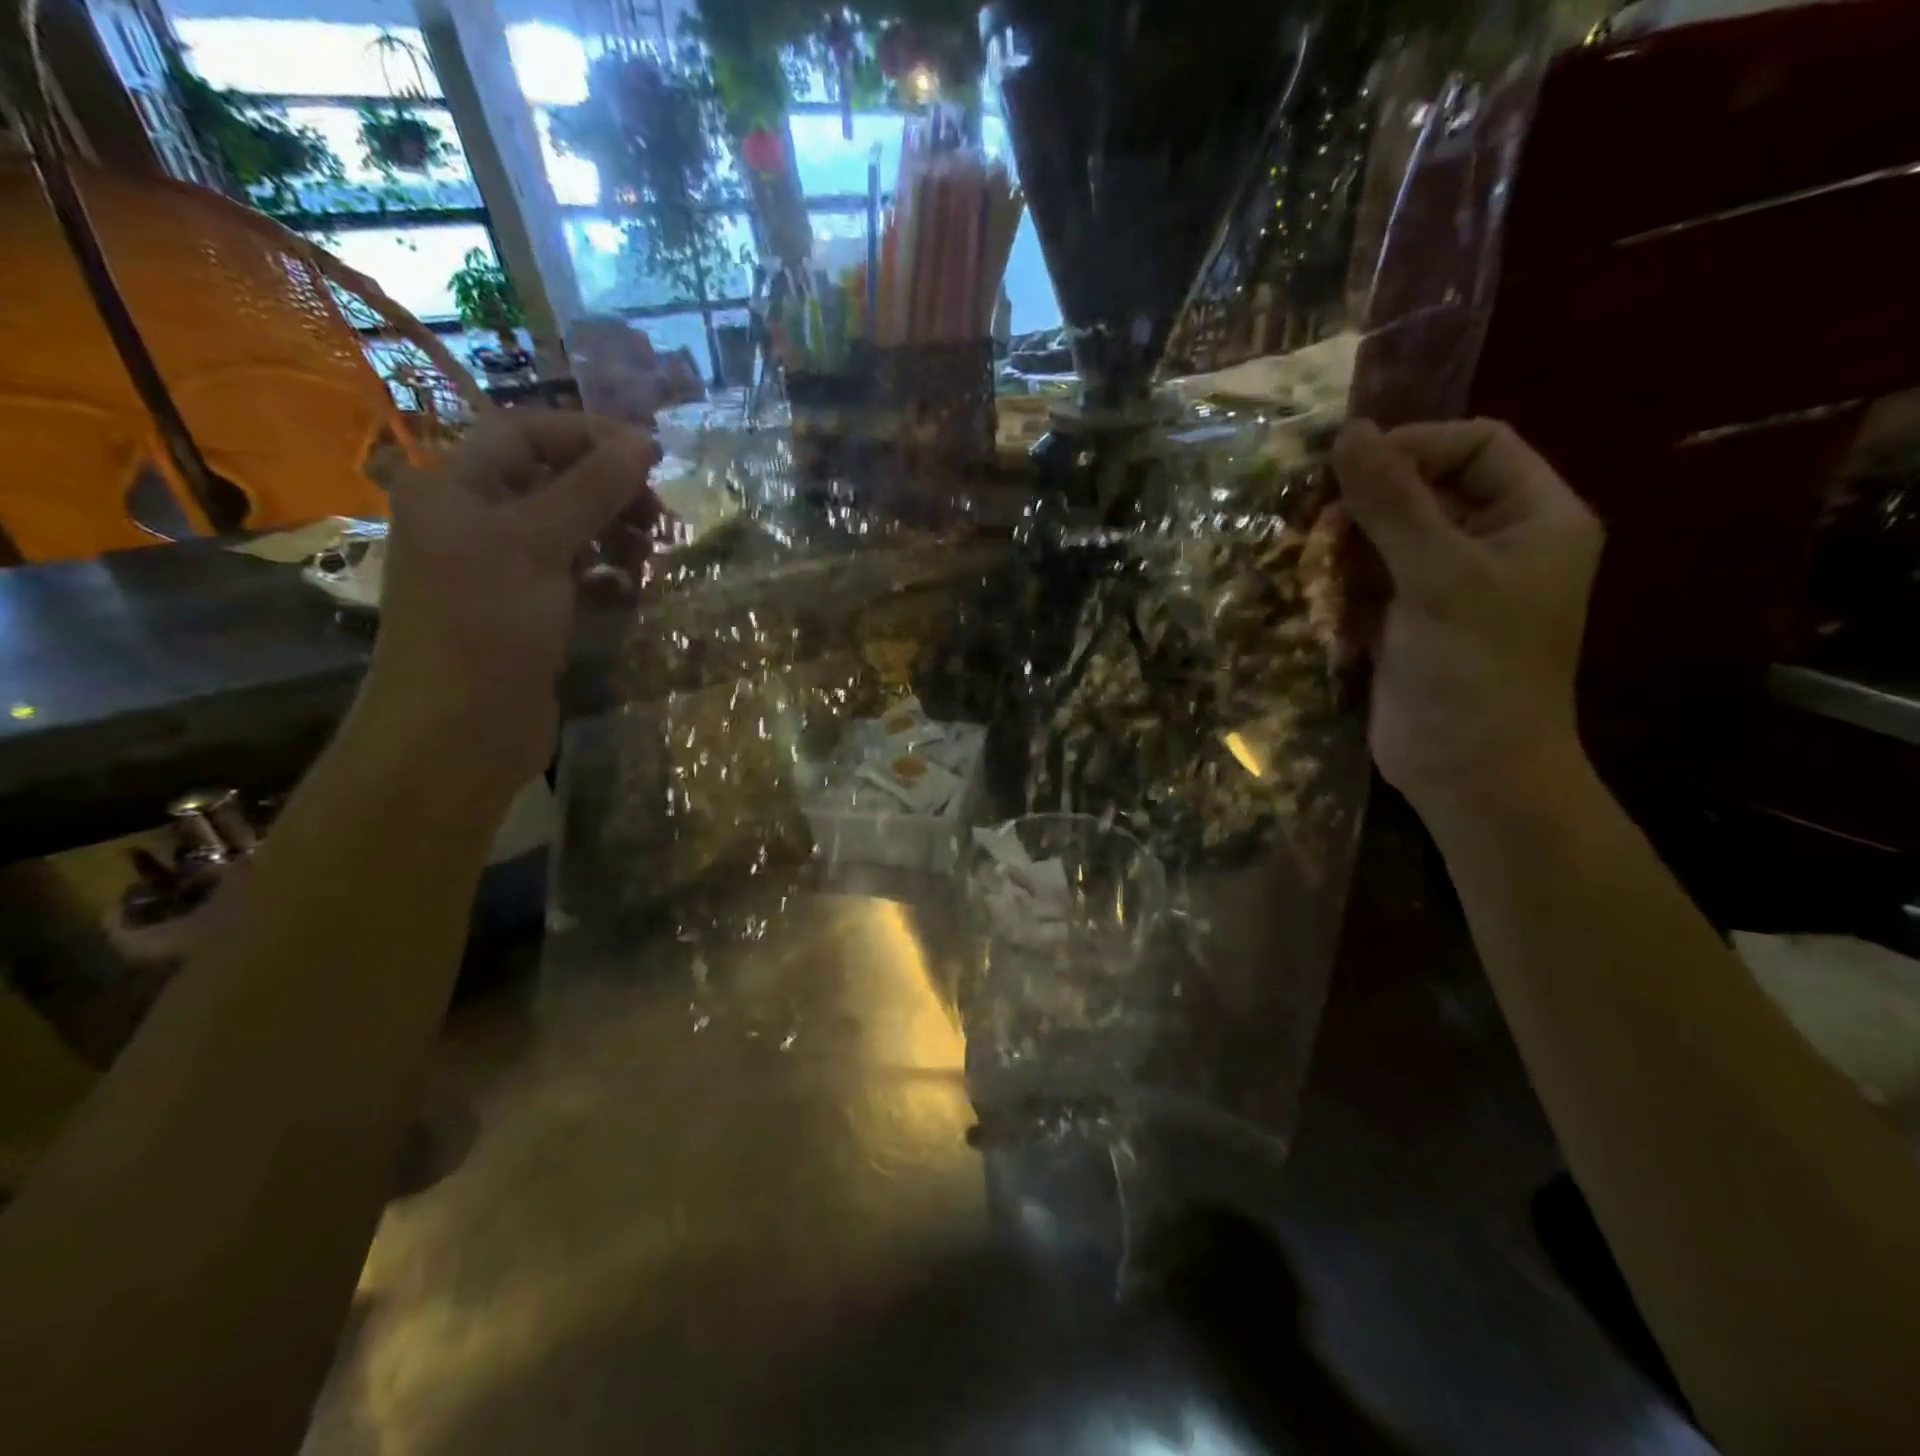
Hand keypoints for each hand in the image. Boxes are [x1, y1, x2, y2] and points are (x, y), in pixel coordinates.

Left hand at [362, 413, 659, 782]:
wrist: (459, 732)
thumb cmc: (487, 625)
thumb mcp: (537, 544)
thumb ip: (591, 489)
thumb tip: (643, 441)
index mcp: (455, 488)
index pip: (524, 433)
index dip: (587, 436)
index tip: (651, 456)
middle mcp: (475, 521)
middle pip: (553, 482)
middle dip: (610, 492)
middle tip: (661, 516)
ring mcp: (504, 571)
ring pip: (571, 532)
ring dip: (616, 536)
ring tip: (653, 557)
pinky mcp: (531, 613)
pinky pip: (577, 578)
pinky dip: (608, 578)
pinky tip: (634, 592)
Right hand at [1330, 419, 1603, 819]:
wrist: (1469, 772)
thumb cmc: (1474, 668)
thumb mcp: (1438, 576)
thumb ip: (1393, 503)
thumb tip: (1348, 431)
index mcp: (1533, 518)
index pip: (1478, 445)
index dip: (1416, 444)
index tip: (1350, 465)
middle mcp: (1493, 543)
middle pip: (1426, 490)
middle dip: (1368, 500)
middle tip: (1316, 515)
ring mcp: (1445, 586)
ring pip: (1387, 537)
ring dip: (1345, 543)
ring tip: (1307, 555)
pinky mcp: (1406, 622)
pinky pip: (1368, 580)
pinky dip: (1338, 580)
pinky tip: (1312, 591)